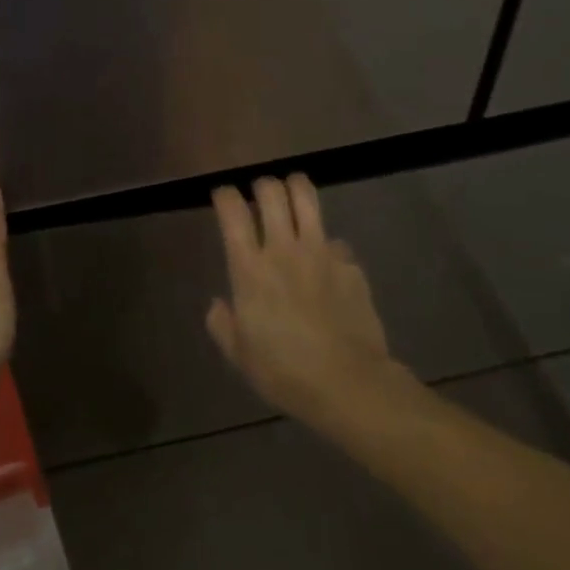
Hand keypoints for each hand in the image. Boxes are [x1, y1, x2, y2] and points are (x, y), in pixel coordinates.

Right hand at [207, 175, 413, 426]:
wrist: (350, 384)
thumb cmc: (285, 372)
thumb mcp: (239, 355)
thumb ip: (222, 324)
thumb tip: (219, 305)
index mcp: (250, 268)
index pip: (232, 211)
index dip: (224, 194)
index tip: (222, 196)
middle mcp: (283, 249)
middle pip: (271, 191)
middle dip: (261, 185)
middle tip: (259, 197)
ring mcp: (321, 252)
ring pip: (307, 197)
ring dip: (295, 188)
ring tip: (291, 195)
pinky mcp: (350, 264)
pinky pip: (335, 240)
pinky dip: (326, 244)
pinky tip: (326, 263)